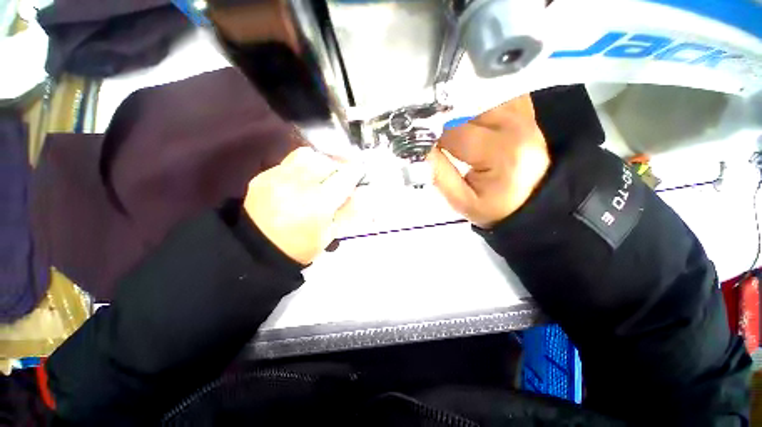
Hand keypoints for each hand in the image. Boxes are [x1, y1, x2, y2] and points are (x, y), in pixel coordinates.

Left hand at [244, 147, 363, 264]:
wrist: (256, 249)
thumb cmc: (300, 246)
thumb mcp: (331, 234)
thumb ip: (348, 211)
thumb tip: (360, 193)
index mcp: (319, 204)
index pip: (345, 177)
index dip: (355, 172)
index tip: (359, 173)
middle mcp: (300, 185)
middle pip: (328, 161)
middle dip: (339, 166)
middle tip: (340, 176)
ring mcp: (279, 177)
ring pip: (308, 155)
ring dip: (321, 162)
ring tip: (321, 174)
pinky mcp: (264, 175)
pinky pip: (290, 161)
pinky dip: (302, 166)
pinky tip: (302, 179)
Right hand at [428, 95, 549, 227]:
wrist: (532, 201)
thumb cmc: (495, 207)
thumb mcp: (462, 201)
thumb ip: (439, 175)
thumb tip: (420, 148)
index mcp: (501, 152)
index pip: (455, 131)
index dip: (431, 135)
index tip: (419, 143)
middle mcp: (516, 125)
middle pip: (466, 108)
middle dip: (442, 119)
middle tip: (429, 134)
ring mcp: (524, 114)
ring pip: (479, 95)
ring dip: (457, 108)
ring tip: (445, 125)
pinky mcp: (525, 110)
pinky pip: (495, 93)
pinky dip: (476, 101)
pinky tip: (466, 115)